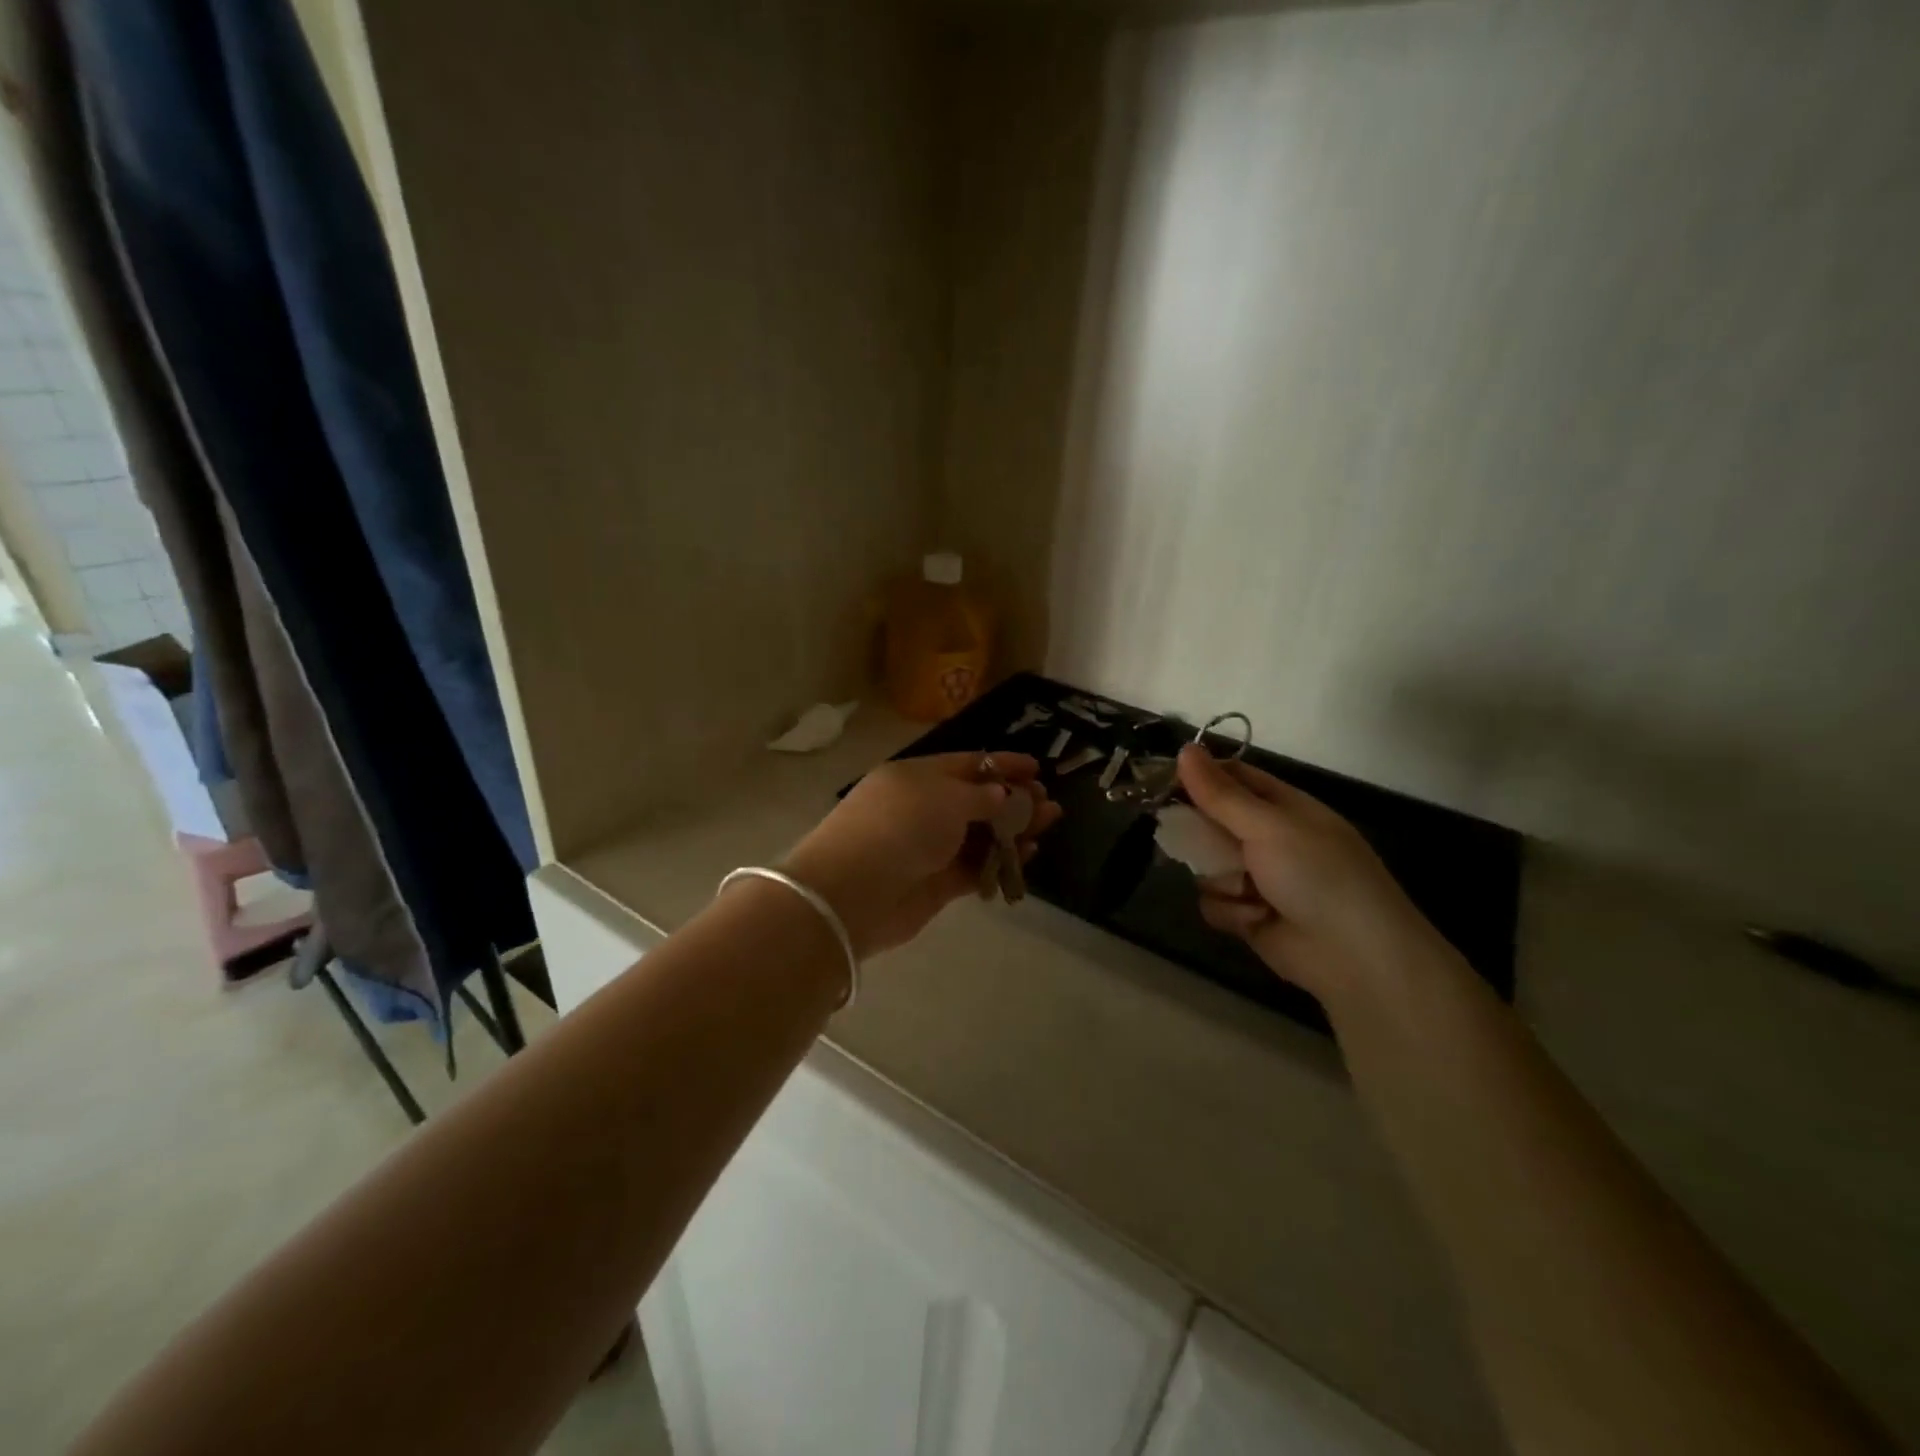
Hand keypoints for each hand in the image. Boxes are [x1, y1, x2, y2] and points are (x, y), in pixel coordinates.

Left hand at [783, 752, 1062, 958]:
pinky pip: (975, 867)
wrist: (855, 891)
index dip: (1001, 764)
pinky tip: (1028, 854)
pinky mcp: (935, 884)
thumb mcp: (945, 797)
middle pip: (976, 800)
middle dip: (1013, 799)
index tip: (1036, 767)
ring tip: (1049, 824)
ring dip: (1014, 829)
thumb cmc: (901, 827)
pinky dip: (1000, 860)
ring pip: (980, 835)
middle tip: (1048, 802)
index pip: (966, 764)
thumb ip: (980, 796)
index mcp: (916, 777)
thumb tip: (1000, 795)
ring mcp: (928, 848)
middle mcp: (922, 809)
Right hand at [1175, 745, 1443, 997]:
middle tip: (1189, 839)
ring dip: (1220, 879)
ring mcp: (1257, 878)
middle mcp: (1267, 838)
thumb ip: (1220, 793)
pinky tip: (1255, 919)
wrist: (1355, 955)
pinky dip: (1230, 911)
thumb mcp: (1268, 826)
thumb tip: (1185, 749)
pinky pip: (1213, 902)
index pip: (1231, 777)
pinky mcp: (1247, 915)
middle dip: (1200, 834)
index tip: (1162, 781)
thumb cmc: (1316, 874)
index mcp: (1281, 807)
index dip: (1197, 776)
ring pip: (1206, 865)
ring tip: (1247, 892)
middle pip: (1210, 821)